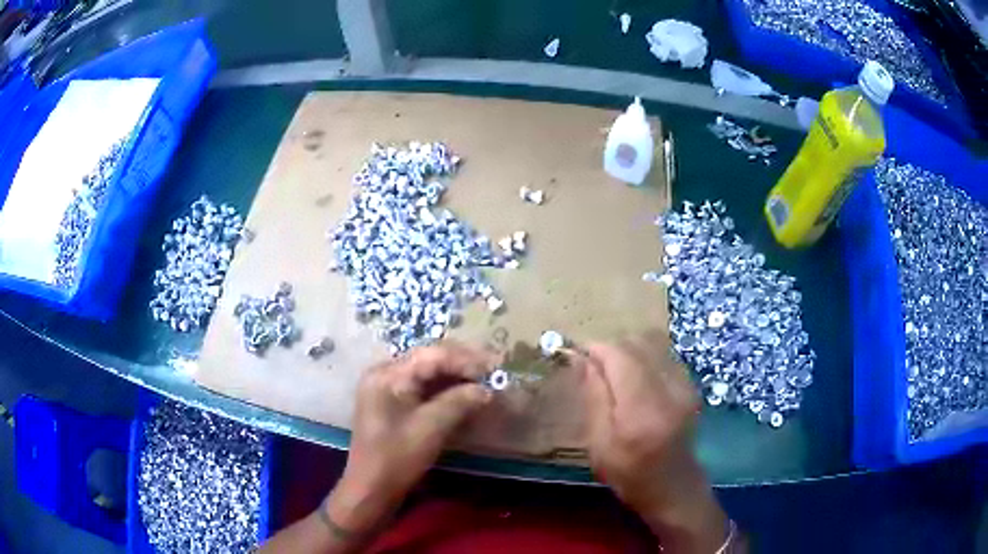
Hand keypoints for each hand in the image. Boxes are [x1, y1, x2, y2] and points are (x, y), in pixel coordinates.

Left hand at [327, 343, 493, 535]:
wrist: (371, 489)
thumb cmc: (397, 458)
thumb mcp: (431, 428)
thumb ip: (459, 402)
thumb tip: (487, 389)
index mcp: (388, 374)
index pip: (433, 355)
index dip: (466, 359)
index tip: (496, 367)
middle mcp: (385, 373)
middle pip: (429, 359)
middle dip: (463, 365)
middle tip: (493, 371)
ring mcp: (387, 388)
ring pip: (427, 373)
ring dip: (456, 377)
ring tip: (484, 381)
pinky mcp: (392, 403)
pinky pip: (422, 387)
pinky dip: (445, 390)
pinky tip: (465, 394)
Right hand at [580, 333, 729, 552]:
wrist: (674, 486)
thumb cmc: (629, 474)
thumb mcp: (599, 444)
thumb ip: (594, 397)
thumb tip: (581, 359)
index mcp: (642, 410)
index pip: (620, 356)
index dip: (597, 349)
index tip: (578, 355)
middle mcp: (669, 389)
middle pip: (637, 344)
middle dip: (611, 348)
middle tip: (594, 367)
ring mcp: (685, 385)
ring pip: (652, 343)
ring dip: (628, 351)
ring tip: (614, 372)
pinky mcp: (691, 385)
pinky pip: (664, 354)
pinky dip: (645, 357)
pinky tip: (637, 379)